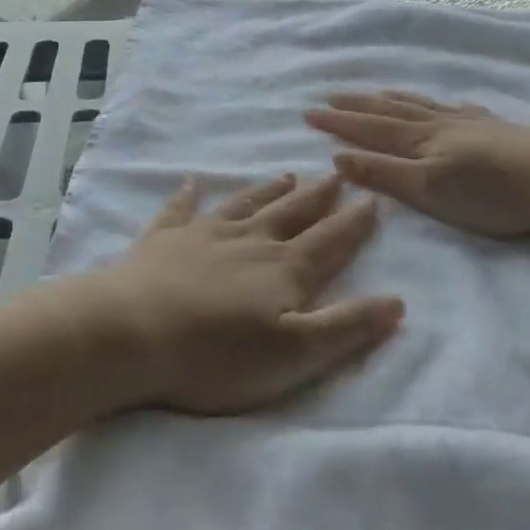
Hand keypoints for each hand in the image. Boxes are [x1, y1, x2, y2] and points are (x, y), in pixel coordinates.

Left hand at [81, 172, 403, 415]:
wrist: (132, 331)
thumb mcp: (294, 355)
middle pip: (290, 214)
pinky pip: (179, 210)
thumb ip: (346, 327)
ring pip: (245, 205)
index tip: (372, 198)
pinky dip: (187, 196)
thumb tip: (397, 301)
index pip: (329, 241)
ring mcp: (203, 235)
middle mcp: (248, 241)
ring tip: (286, 174)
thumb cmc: (217, 355)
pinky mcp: (163, 240)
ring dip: (267, 190)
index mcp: (283, 270)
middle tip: (334, 174)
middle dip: (316, 196)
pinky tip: (191, 182)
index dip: (353, 223)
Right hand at [305, 90, 529, 240]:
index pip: (369, 127)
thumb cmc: (492, 194)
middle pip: (390, 108)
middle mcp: (440, 123)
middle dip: (358, 104)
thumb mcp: (429, 191)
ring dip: (392, 98)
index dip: (338, 121)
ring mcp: (470, 122)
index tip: (308, 112)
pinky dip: (436, 103)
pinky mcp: (497, 128)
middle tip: (331, 94)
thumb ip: (384, 174)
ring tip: (375, 91)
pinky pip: (454, 107)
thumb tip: (337, 157)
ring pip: (421, 104)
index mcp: (420, 140)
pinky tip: (445, 104)